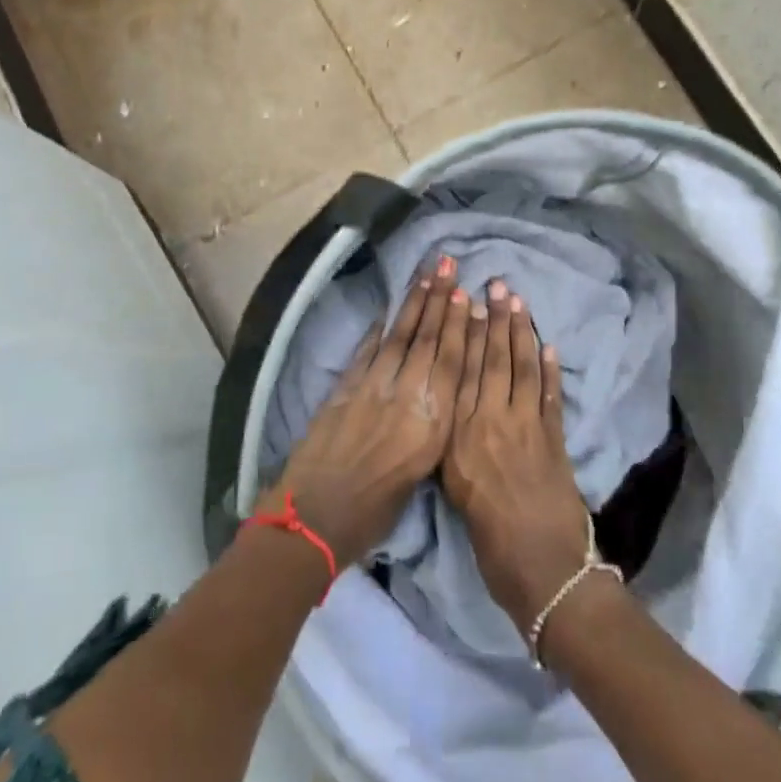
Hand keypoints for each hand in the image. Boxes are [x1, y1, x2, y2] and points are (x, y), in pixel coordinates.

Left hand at [262, 257, 472, 568]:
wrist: (314, 517)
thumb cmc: (374, 511)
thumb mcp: (419, 475)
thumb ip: (432, 431)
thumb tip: (435, 400)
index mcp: (430, 424)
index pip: (450, 364)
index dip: (459, 327)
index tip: (465, 296)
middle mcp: (405, 397)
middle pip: (427, 341)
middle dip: (439, 300)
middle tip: (447, 265)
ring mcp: (372, 388)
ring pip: (398, 338)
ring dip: (412, 304)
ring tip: (425, 274)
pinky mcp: (344, 388)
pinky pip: (367, 351)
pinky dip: (378, 329)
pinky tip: (388, 311)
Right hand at [441, 282, 592, 634]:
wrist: (543, 572)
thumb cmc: (489, 542)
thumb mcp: (455, 492)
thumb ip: (455, 448)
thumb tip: (455, 415)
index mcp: (461, 437)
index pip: (462, 374)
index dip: (465, 335)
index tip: (467, 302)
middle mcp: (491, 423)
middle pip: (492, 362)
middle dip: (495, 321)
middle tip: (497, 284)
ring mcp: (527, 428)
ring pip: (521, 370)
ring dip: (520, 334)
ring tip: (518, 301)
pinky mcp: (555, 439)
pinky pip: (550, 396)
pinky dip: (549, 369)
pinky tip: (547, 345)